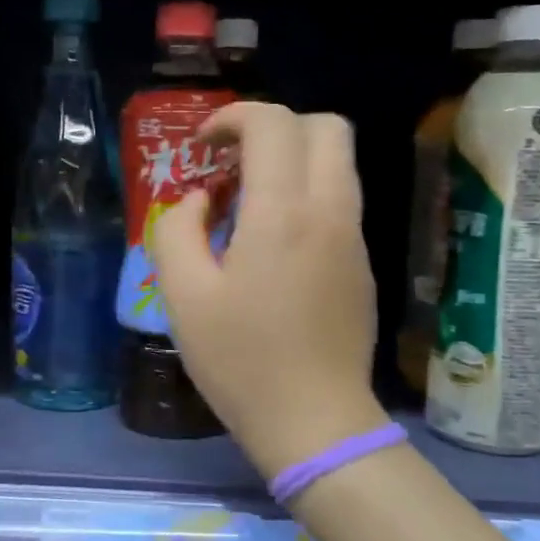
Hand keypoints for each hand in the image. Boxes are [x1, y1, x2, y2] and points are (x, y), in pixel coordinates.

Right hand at [152, 103, 390, 478]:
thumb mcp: (184, 295)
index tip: (201, 148)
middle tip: (232, 165)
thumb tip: (198, 201)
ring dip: (292, 161)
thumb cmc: (240, 360)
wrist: (315, 422)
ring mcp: (354, 238)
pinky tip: (271, 245)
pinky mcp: (362, 265)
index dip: (231, 119)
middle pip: (324, 127)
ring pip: (338, 163)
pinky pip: (339, 202)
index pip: (272, 123)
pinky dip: (306, 195)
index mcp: (284, 213)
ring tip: (246, 204)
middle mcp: (330, 211)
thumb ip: (177, 230)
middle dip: (274, 129)